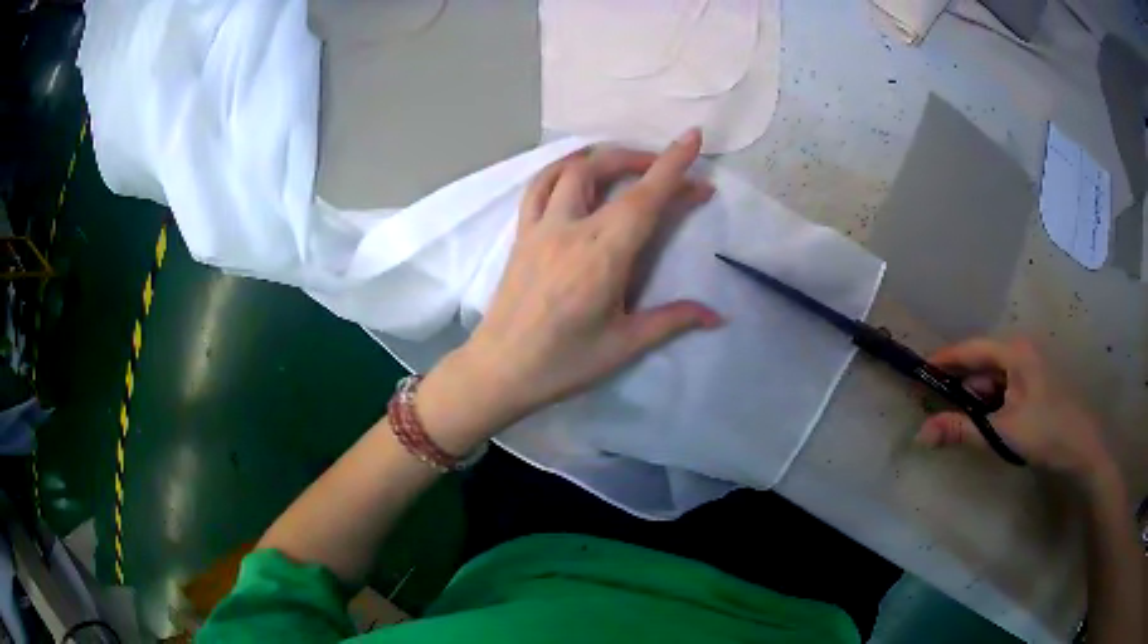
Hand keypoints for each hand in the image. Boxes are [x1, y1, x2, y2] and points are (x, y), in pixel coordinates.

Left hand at [417, 130, 721, 451]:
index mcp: (602, 255)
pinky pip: (538, 186)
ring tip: (628, 166)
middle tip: (669, 169)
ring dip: (603, 158)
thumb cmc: (564, 363)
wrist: (499, 370)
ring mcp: (540, 227)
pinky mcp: (521, 234)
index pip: (643, 198)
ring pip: (570, 170)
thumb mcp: (624, 345)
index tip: (693, 138)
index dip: (672, 165)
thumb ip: (672, 320)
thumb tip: (718, 316)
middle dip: (644, 159)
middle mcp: (569, 229)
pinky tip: (575, 173)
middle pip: (605, 170)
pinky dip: (562, 169)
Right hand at [916, 338, 1112, 481]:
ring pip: (995, 377)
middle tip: (935, 403)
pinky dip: (992, 403)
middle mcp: (1022, 351)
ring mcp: (1031, 367)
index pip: (972, 348)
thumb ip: (961, 430)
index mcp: (1015, 352)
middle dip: (960, 383)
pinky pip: (1006, 387)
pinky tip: (986, 422)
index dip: (945, 359)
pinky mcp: (1036, 384)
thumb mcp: (1002, 433)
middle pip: (983, 363)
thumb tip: (921, 434)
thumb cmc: (1045, 431)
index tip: (920, 371)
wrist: (1082, 447)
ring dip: (976, 397)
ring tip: (958, 420)